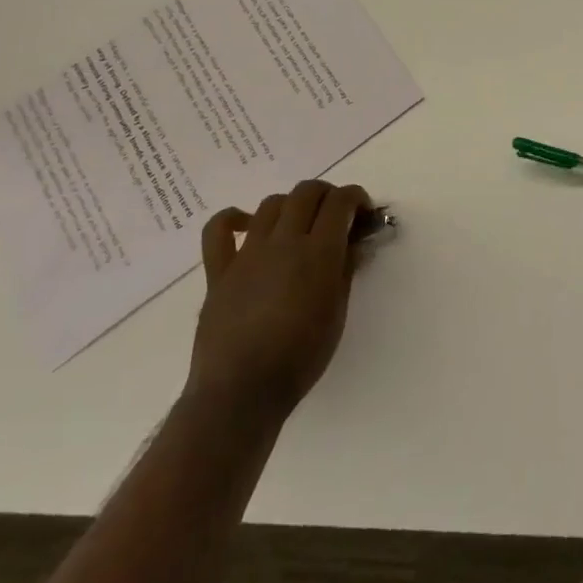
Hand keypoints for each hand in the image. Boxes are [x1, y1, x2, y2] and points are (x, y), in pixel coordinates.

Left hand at [187, 180, 368, 422]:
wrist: (242, 391)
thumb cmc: (301, 356)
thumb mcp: (338, 312)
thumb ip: (346, 269)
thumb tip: (355, 242)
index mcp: (318, 251)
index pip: (340, 201)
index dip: (356, 197)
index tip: (364, 213)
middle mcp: (283, 241)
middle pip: (306, 192)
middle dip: (327, 194)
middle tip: (337, 216)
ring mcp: (248, 253)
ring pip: (271, 204)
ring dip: (291, 205)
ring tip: (299, 225)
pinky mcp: (219, 271)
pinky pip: (218, 231)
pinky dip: (234, 219)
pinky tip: (247, 226)